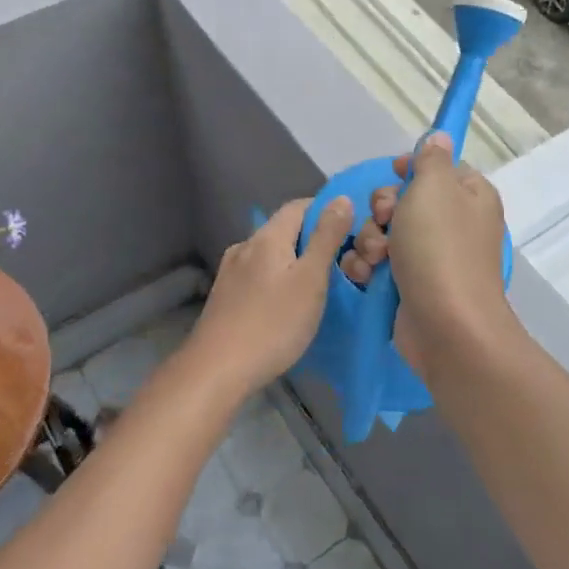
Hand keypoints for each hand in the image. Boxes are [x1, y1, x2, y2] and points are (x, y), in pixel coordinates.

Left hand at [183, 196, 354, 393]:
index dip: (327, 213)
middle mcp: (245, 246)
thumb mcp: (310, 280)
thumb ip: (326, 238)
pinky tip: (287, 304)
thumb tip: (341, 198)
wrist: (217, 370)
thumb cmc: (272, 324)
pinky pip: (259, 274)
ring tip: (317, 287)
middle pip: (285, 230)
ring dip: (295, 262)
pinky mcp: (225, 295)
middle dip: (313, 241)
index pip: (300, 206)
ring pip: (271, 254)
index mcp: (267, 236)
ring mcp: (231, 271)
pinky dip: (278, 279)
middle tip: (341, 266)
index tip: (351, 234)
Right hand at [337, 133, 515, 371]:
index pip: (439, 168)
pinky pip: (380, 263)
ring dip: (370, 240)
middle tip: (385, 221)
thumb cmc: (440, 248)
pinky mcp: (410, 285)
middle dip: (383, 209)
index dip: (411, 169)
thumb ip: (431, 159)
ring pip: (385, 231)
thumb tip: (439, 137)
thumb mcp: (434, 188)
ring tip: (376, 258)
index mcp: (469, 196)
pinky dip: (368, 266)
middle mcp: (453, 224)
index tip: (394, 175)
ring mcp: (431, 257)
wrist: (446, 327)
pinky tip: (366, 275)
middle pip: (404, 199)